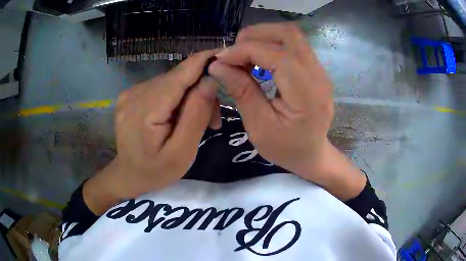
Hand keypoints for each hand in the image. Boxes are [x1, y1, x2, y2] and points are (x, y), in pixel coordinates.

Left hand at [84, 50, 219, 213]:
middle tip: (214, 119)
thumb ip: (195, 115)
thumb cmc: (155, 172)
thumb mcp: (181, 153)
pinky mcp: (132, 95)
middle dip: (201, 90)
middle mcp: (135, 93)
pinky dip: (177, 98)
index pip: (180, 74)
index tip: (226, 54)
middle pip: (178, 78)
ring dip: (190, 96)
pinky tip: (180, 116)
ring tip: (198, 122)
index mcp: (145, 109)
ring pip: (172, 82)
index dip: (204, 61)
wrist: (127, 175)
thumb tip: (210, 80)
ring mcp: (131, 92)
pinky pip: (162, 88)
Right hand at [209, 23, 365, 198]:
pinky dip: (272, 45)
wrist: (313, 155)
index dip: (245, 51)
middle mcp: (318, 76)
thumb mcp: (259, 127)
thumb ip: (242, 92)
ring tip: (243, 54)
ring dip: (264, 37)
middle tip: (234, 51)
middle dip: (257, 35)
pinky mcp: (315, 70)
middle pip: (290, 34)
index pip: (277, 55)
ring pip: (292, 36)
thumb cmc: (286, 148)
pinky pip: (294, 46)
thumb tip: (218, 66)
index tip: (221, 60)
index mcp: (307, 94)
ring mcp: (320, 71)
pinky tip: (258, 59)